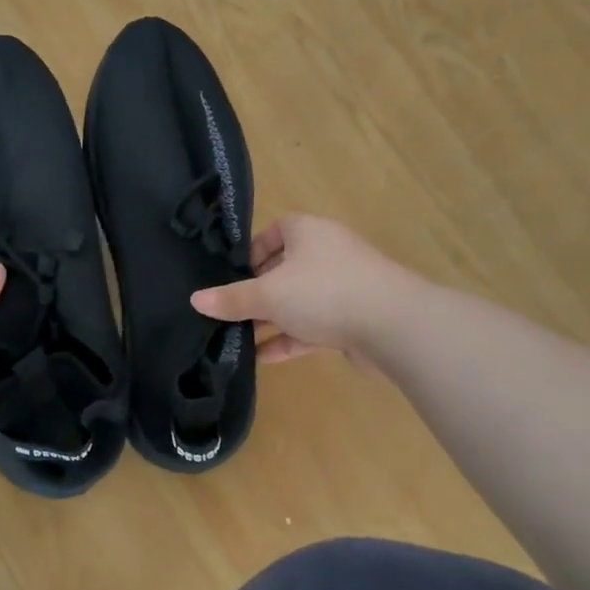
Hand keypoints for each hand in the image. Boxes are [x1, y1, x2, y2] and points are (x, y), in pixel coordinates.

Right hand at [190, 215, 405, 363]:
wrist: (394, 325)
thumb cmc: (324, 293)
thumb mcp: (268, 294)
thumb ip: (231, 299)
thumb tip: (195, 299)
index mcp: (308, 232)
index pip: (274, 232)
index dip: (251, 252)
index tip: (231, 277)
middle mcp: (327, 254)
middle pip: (283, 269)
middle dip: (257, 292)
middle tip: (229, 312)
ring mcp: (343, 287)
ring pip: (298, 301)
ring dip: (271, 319)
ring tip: (239, 338)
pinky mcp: (353, 319)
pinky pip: (313, 326)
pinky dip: (290, 339)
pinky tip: (264, 357)